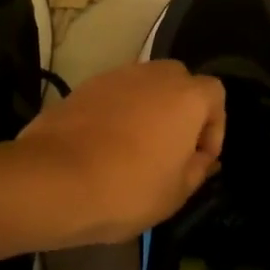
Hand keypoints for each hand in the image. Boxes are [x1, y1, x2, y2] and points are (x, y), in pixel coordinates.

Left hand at [15, 60, 225, 246]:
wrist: (53, 181)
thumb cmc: (128, 189)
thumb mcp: (176, 193)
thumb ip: (197, 169)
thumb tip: (202, 158)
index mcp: (186, 97)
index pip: (215, 94)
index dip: (214, 128)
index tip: (200, 159)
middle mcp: (153, 76)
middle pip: (179, 82)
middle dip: (180, 111)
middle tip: (171, 149)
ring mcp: (114, 77)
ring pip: (143, 87)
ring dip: (147, 110)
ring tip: (135, 149)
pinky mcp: (82, 88)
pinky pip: (112, 96)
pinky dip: (116, 114)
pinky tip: (104, 147)